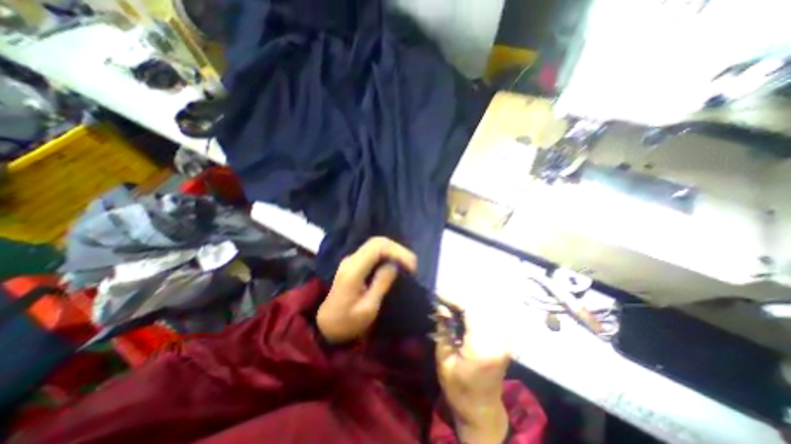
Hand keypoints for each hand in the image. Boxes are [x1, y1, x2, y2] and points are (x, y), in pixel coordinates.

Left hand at [316, 237, 416, 344]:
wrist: (326, 326)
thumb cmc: (347, 322)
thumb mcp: (368, 308)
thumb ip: (381, 284)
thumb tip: (394, 265)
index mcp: (353, 270)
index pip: (377, 247)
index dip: (397, 252)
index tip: (411, 267)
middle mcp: (351, 259)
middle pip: (377, 242)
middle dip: (398, 250)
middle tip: (412, 265)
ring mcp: (351, 259)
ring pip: (376, 244)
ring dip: (394, 251)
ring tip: (407, 265)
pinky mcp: (354, 263)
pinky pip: (374, 251)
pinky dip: (388, 254)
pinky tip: (396, 264)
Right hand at [435, 299, 509, 442]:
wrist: (482, 410)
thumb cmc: (458, 389)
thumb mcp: (444, 361)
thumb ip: (443, 330)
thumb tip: (441, 307)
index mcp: (482, 348)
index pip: (471, 310)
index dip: (454, 299)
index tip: (438, 295)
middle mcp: (498, 340)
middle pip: (480, 306)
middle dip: (460, 299)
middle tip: (443, 300)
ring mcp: (505, 340)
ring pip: (487, 308)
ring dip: (468, 303)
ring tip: (452, 305)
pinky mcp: (505, 339)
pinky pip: (491, 315)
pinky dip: (477, 310)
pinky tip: (465, 312)